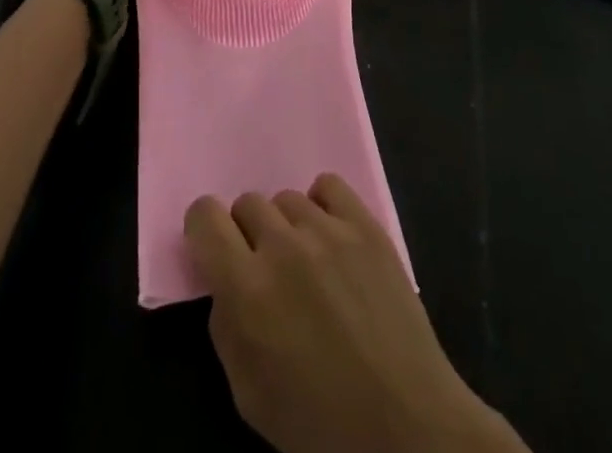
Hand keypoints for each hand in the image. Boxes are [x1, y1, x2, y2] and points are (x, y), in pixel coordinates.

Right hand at [185, 174, 526, 452]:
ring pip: (286, 198)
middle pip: (247, 203)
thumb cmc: (321, 424)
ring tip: (307, 264)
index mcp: (247, 290)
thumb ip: (226, 327)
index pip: (205, 217)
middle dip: (248, 234)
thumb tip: (225, 282)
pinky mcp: (366, 225)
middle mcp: (283, 247)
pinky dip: (322, 205)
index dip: (204, 230)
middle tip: (267, 271)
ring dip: (286, 227)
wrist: (407, 426)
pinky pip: (328, 186)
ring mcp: (329, 231)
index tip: (215, 250)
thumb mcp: (249, 396)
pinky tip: (330, 238)